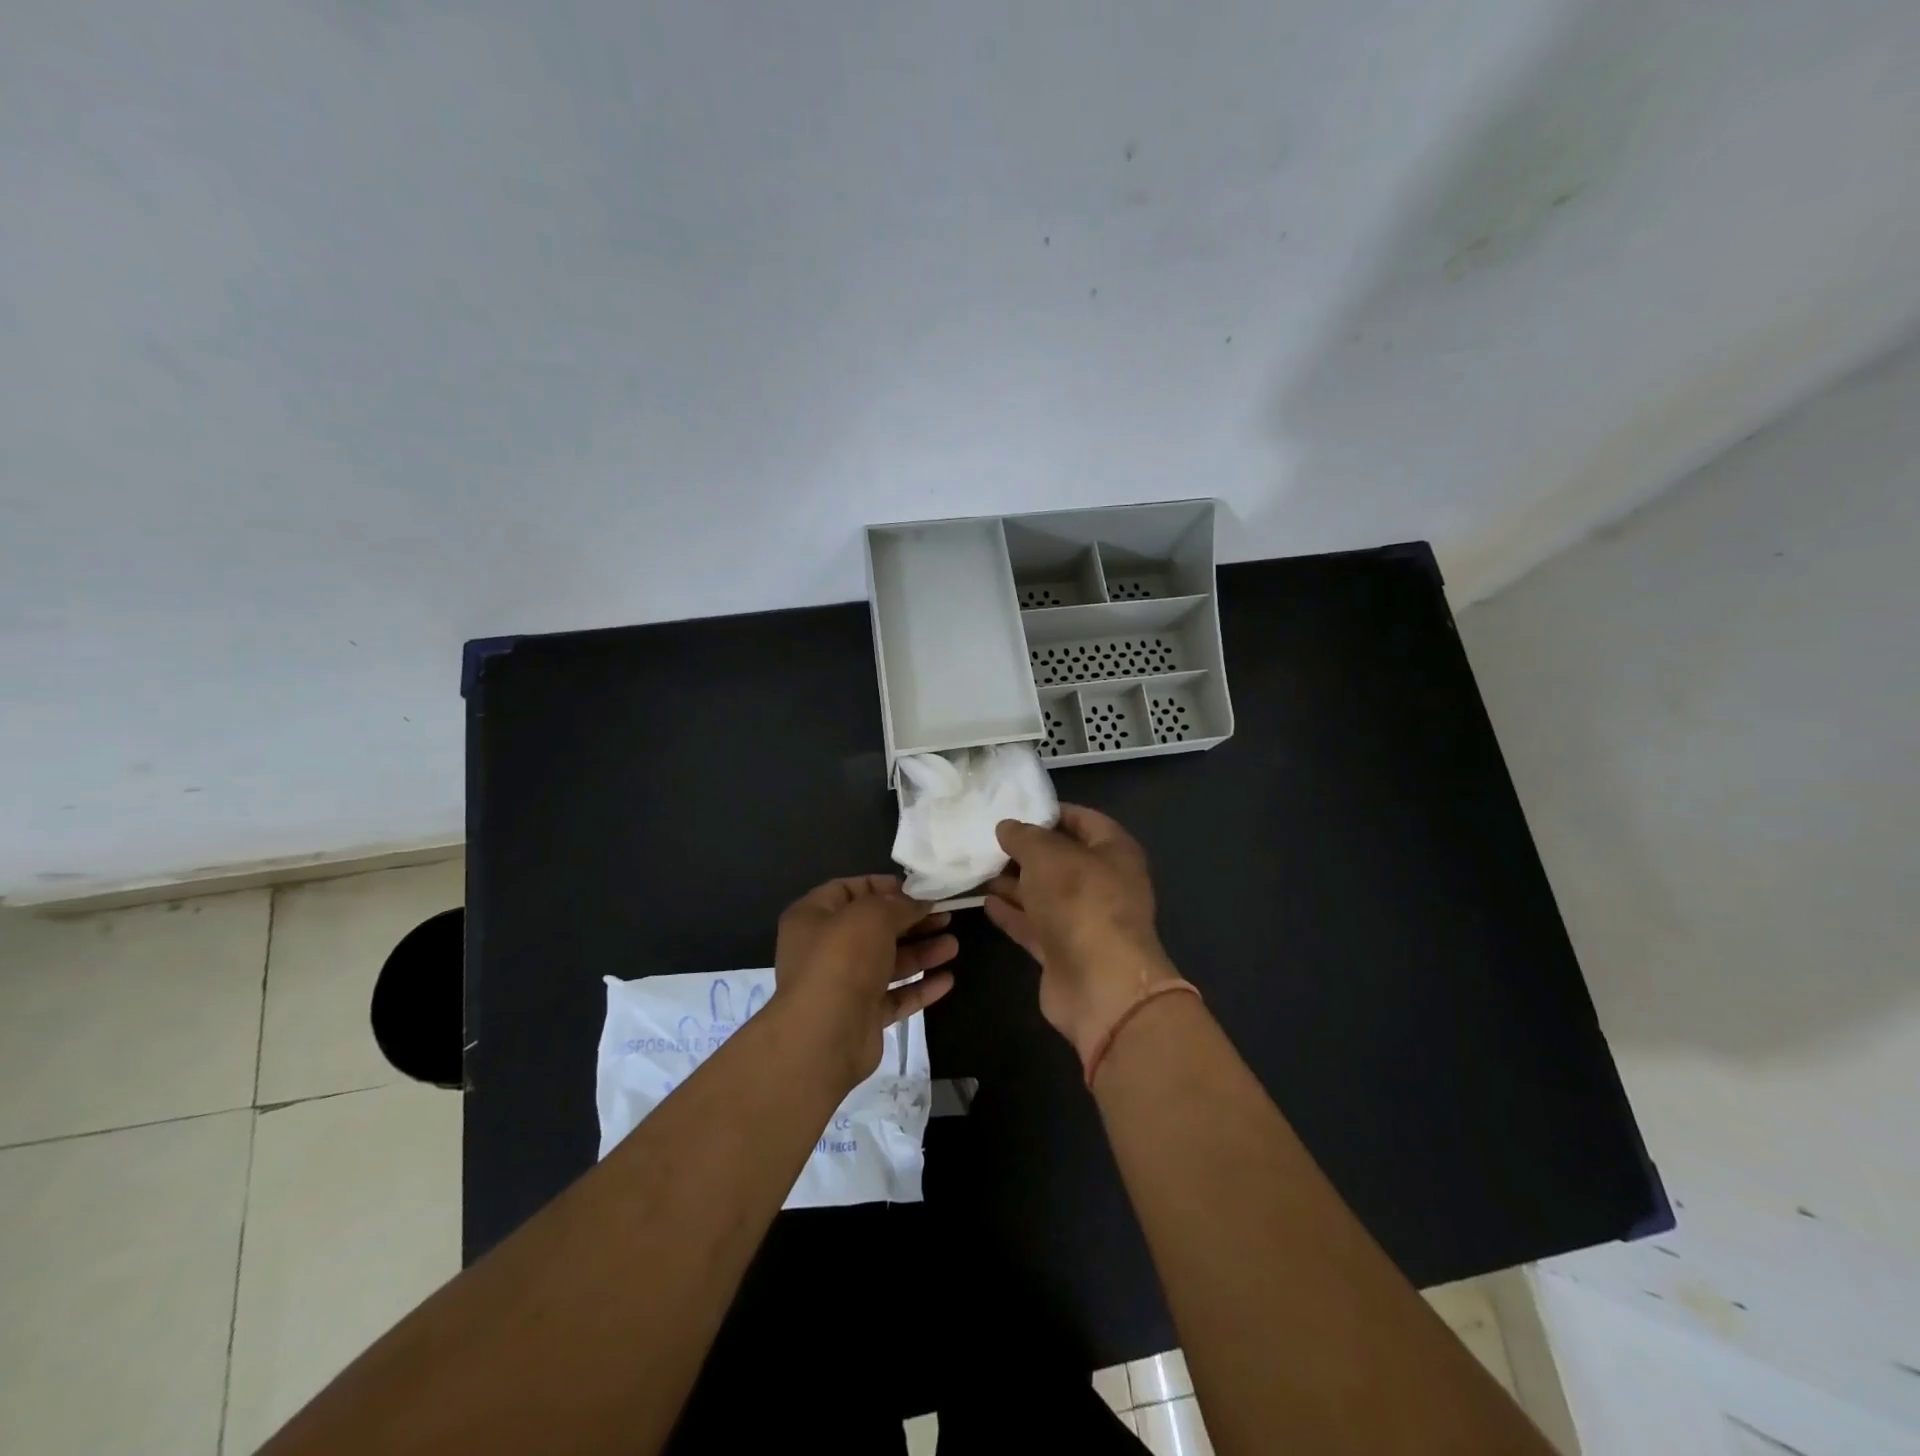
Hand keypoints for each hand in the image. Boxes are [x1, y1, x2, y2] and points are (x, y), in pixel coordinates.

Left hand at [772, 874, 957, 1089]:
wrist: (825, 1035)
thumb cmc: (842, 958)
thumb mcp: (873, 915)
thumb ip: (899, 904)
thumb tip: (918, 902)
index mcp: (813, 916)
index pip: (848, 890)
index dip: (883, 887)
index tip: (917, 890)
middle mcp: (824, 949)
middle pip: (874, 928)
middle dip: (911, 922)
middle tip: (946, 916)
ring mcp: (843, 985)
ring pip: (887, 962)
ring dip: (921, 953)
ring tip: (953, 946)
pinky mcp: (862, 1016)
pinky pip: (894, 996)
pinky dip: (919, 987)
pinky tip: (947, 980)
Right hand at [984, 805, 1180, 1059]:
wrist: (1100, 984)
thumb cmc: (1080, 901)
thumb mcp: (1047, 855)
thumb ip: (1024, 836)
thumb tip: (1007, 827)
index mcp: (1114, 851)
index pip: (1084, 820)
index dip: (1051, 812)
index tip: (1016, 808)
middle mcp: (1104, 883)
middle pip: (1061, 859)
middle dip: (1026, 851)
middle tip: (988, 839)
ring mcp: (1085, 920)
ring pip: (1045, 894)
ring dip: (1014, 883)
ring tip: (978, 868)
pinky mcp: (1065, 952)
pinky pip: (1035, 925)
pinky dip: (1013, 913)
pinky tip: (985, 902)